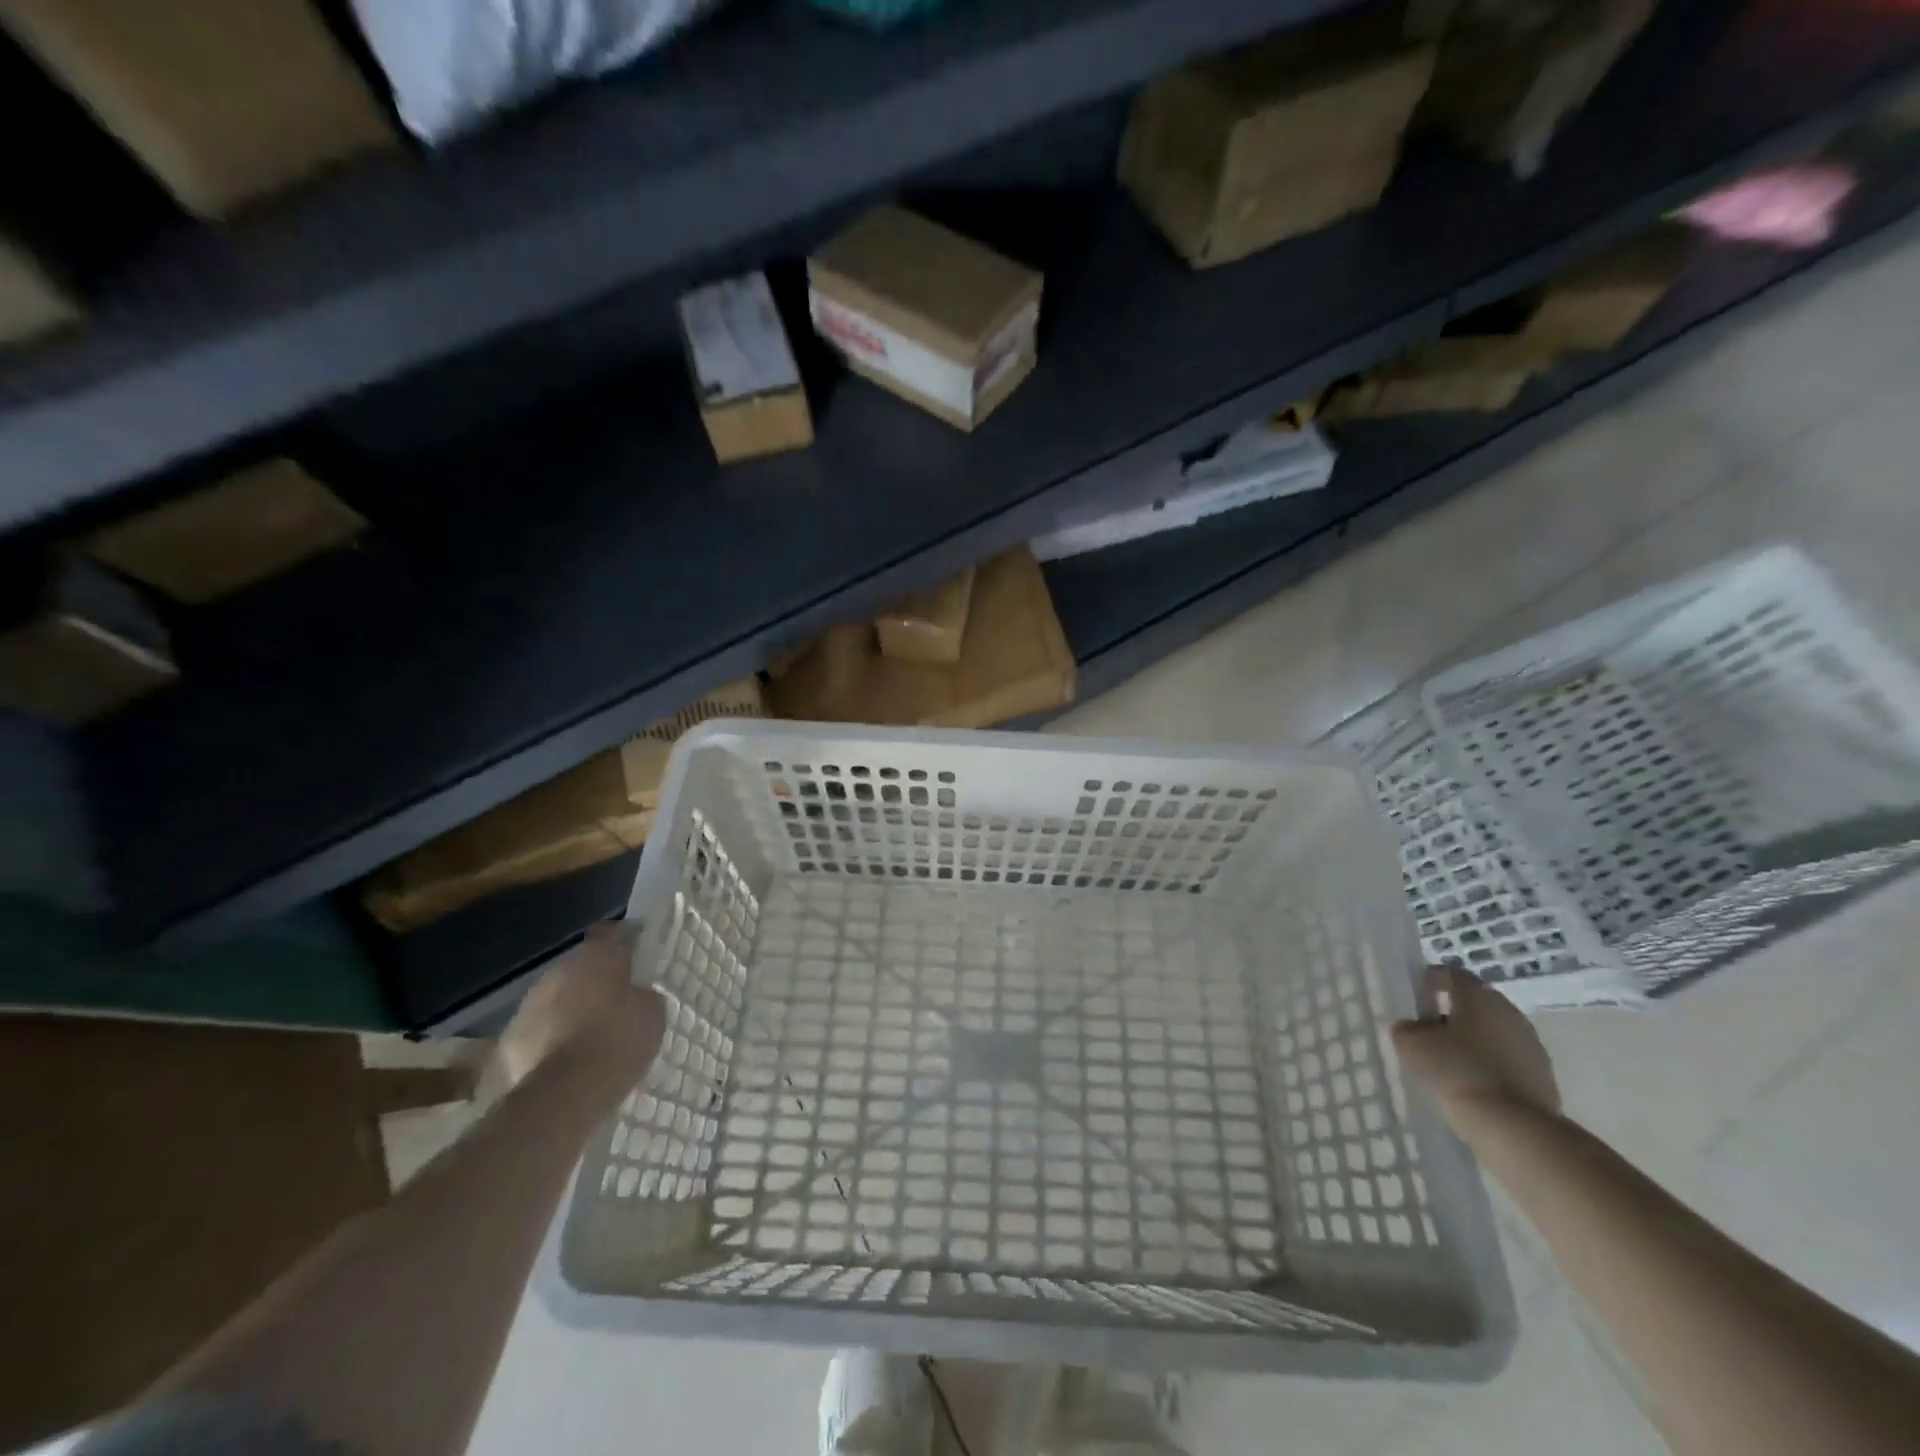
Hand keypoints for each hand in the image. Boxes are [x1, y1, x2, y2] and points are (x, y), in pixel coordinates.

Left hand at [497, 922, 666, 1087]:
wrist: (564, 1094)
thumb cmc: (617, 1042)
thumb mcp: (652, 1014)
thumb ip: (643, 995)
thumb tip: (635, 995)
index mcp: (598, 956)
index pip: (612, 932)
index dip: (626, 941)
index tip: (638, 956)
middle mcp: (561, 969)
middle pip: (582, 965)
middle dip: (597, 978)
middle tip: (617, 1000)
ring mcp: (531, 1002)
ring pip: (558, 995)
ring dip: (572, 1006)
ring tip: (590, 1033)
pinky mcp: (511, 1037)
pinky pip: (540, 1027)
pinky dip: (552, 1035)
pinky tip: (567, 1057)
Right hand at [1392, 966, 1560, 1127]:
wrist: (1514, 1128)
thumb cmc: (1458, 1070)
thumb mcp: (1413, 1044)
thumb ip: (1407, 1028)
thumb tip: (1413, 1028)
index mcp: (1480, 995)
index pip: (1451, 974)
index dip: (1429, 982)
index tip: (1414, 1000)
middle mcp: (1510, 1012)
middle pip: (1474, 1004)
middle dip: (1450, 1015)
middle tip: (1426, 1034)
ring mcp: (1532, 1046)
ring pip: (1492, 1034)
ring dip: (1471, 1043)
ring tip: (1447, 1065)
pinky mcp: (1543, 1078)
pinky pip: (1506, 1062)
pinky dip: (1488, 1067)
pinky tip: (1470, 1085)